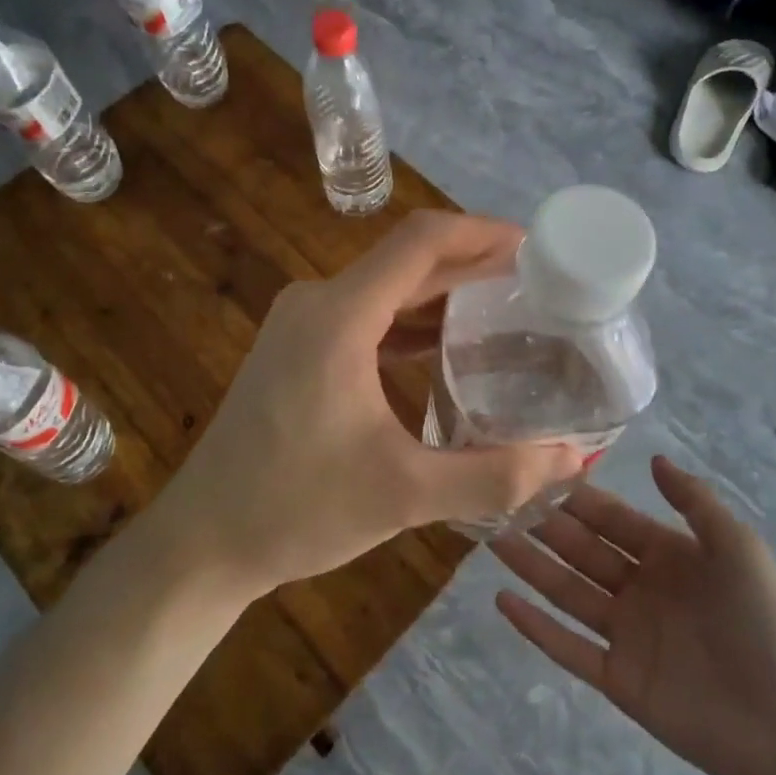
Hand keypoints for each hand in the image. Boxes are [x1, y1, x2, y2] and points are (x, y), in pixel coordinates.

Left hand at [156, 211, 582, 596]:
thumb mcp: (404, 495)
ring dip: (444, 296)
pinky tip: (451, 350)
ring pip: (387, 290)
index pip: (422, 241)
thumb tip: (573, 456)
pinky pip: (367, 318)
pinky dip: (412, 325)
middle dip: (473, 266)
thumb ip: (493, 474)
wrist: (202, 541)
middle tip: (538, 286)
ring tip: (508, 313)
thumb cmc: (295, 510)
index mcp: (339, 316)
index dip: (482, 233)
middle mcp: (318, 303)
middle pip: (407, 262)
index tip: (536, 248)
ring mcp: (302, 324)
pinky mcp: (297, 350)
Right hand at [492, 457, 775, 774]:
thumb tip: (654, 458)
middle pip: (581, 550)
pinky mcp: (617, 679)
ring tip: (490, 539)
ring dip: (530, 567)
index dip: (576, 498)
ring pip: (566, 592)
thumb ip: (695, 502)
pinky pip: (568, 648)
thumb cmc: (764, 624)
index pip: (611, 519)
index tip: (536, 473)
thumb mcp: (738, 548)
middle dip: (543, 525)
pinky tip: (502, 601)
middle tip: (498, 500)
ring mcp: (625, 634)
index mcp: (667, 555)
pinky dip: (535, 627)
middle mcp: (639, 588)